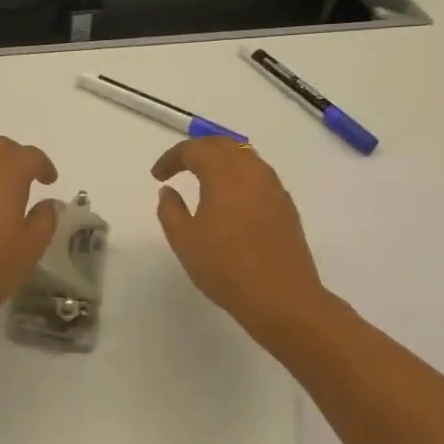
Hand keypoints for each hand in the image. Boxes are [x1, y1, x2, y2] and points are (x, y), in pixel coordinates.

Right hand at [153, 138, 329, 341]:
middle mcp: (251, 170)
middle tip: (179, 166)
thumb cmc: (225, 267)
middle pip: (223, 144)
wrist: (282, 298)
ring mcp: (273, 187)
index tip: (157, 176)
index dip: (171, 158)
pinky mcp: (286, 205)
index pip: (193, 150)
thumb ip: (170, 209)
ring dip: (221, 160)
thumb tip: (169, 191)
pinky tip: (231, 199)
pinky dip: (240, 176)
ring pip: (245, 156)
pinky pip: (259, 175)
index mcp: (224, 172)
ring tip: (204, 179)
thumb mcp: (184, 240)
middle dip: (197, 150)